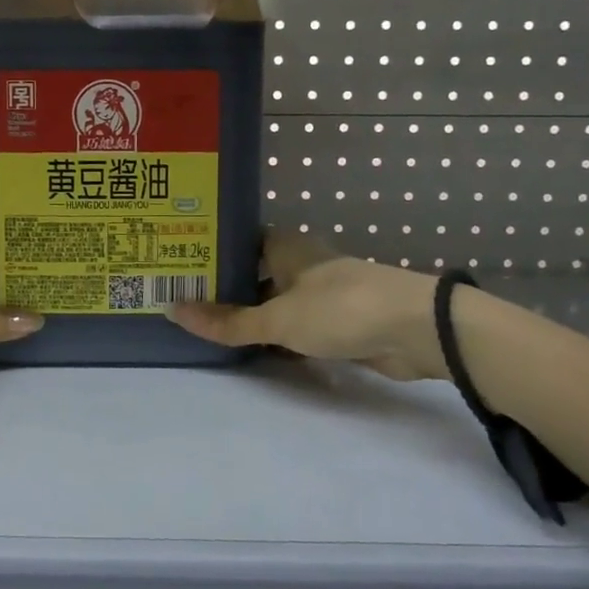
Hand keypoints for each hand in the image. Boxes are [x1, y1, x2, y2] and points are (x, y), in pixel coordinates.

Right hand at [166, 226, 446, 379]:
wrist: (416, 330)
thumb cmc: (339, 309)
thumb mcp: (277, 319)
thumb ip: (228, 321)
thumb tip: (171, 311)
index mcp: (284, 246)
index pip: (236, 241)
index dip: (208, 251)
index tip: (176, 264)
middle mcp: (299, 262)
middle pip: (252, 272)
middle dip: (222, 287)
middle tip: (180, 298)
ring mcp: (318, 292)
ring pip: (271, 300)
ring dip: (247, 313)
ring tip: (204, 325)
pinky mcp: (334, 321)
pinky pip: (291, 325)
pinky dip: (272, 335)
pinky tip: (247, 347)